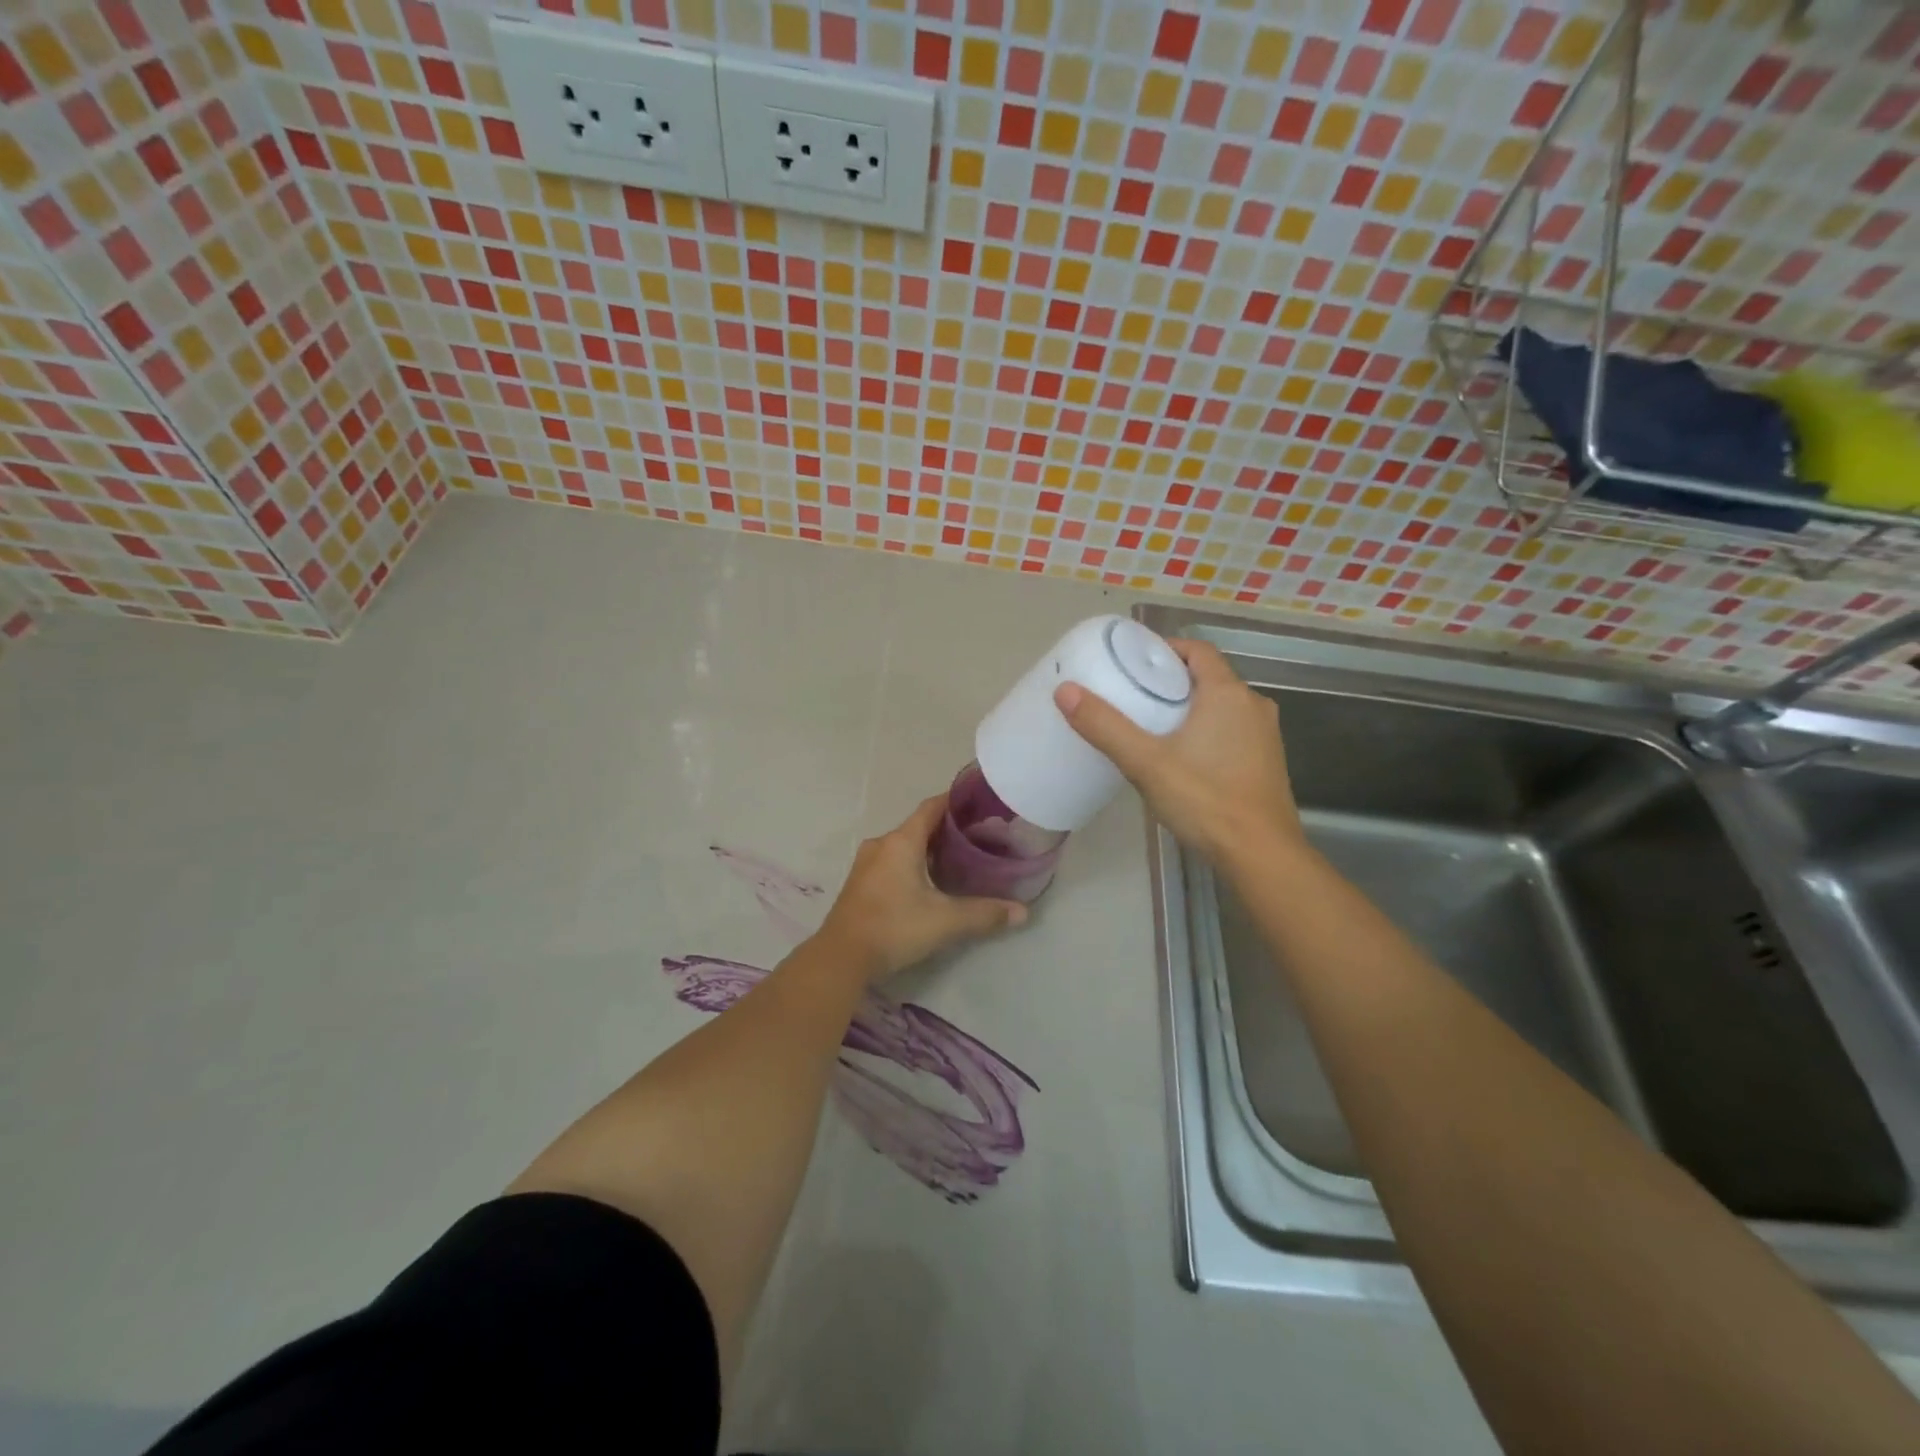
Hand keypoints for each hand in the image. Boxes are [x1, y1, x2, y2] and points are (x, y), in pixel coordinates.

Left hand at [816, 795, 1028, 981]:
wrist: (840, 958)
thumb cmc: (894, 928)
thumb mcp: (946, 921)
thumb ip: (985, 914)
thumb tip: (1022, 912)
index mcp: (901, 842)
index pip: (932, 807)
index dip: (955, 801)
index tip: (978, 803)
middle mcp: (882, 845)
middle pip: (918, 826)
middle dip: (947, 829)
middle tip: (977, 837)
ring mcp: (866, 864)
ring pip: (903, 845)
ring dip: (928, 848)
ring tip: (957, 859)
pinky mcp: (860, 884)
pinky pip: (891, 861)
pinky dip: (912, 863)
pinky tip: (928, 882)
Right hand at [1054, 638, 1301, 862]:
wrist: (1261, 855)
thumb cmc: (1205, 800)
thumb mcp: (1146, 763)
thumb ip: (1105, 726)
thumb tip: (1065, 691)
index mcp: (1228, 694)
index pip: (1197, 650)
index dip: (1165, 650)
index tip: (1133, 662)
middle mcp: (1253, 705)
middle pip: (1208, 677)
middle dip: (1172, 681)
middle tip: (1133, 695)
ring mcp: (1265, 734)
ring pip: (1221, 706)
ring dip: (1189, 707)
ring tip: (1151, 725)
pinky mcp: (1267, 761)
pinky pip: (1232, 730)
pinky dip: (1207, 730)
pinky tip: (1182, 756)